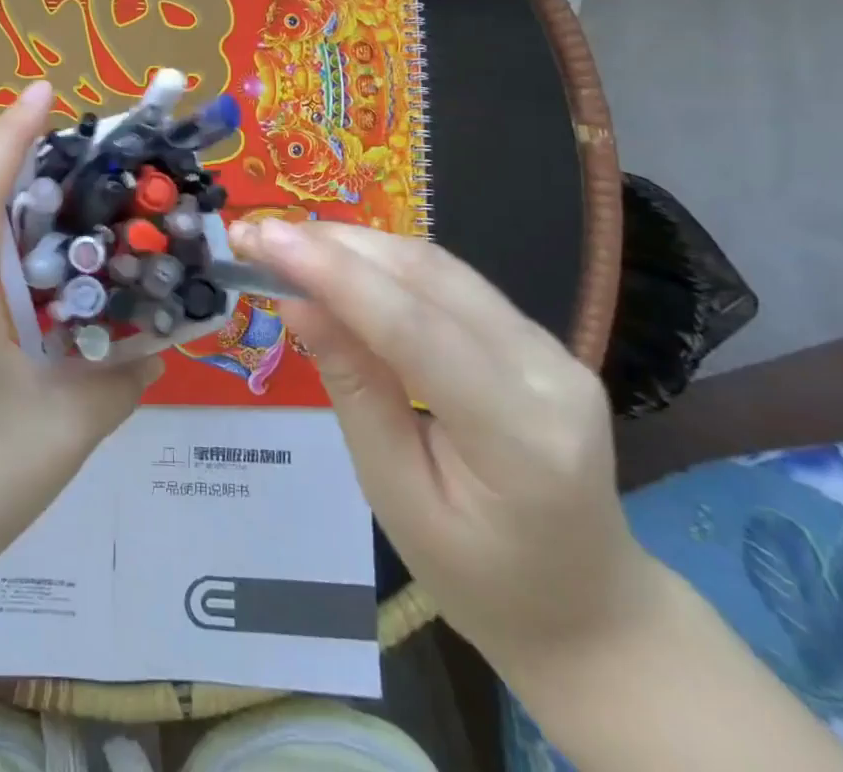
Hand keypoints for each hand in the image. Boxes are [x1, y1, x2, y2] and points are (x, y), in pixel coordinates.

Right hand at [230, 219, 656, 675]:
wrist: (586, 607)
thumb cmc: (478, 576)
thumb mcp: (394, 492)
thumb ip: (351, 387)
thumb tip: (294, 301)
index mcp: (519, 435)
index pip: (414, 327)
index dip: (332, 274)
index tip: (261, 237)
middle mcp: (547, 371)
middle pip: (427, 277)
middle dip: (333, 245)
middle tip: (257, 234)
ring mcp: (549, 345)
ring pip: (436, 265)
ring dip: (354, 244)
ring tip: (284, 241)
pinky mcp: (534, 333)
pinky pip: (448, 280)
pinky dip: (383, 262)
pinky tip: (338, 260)